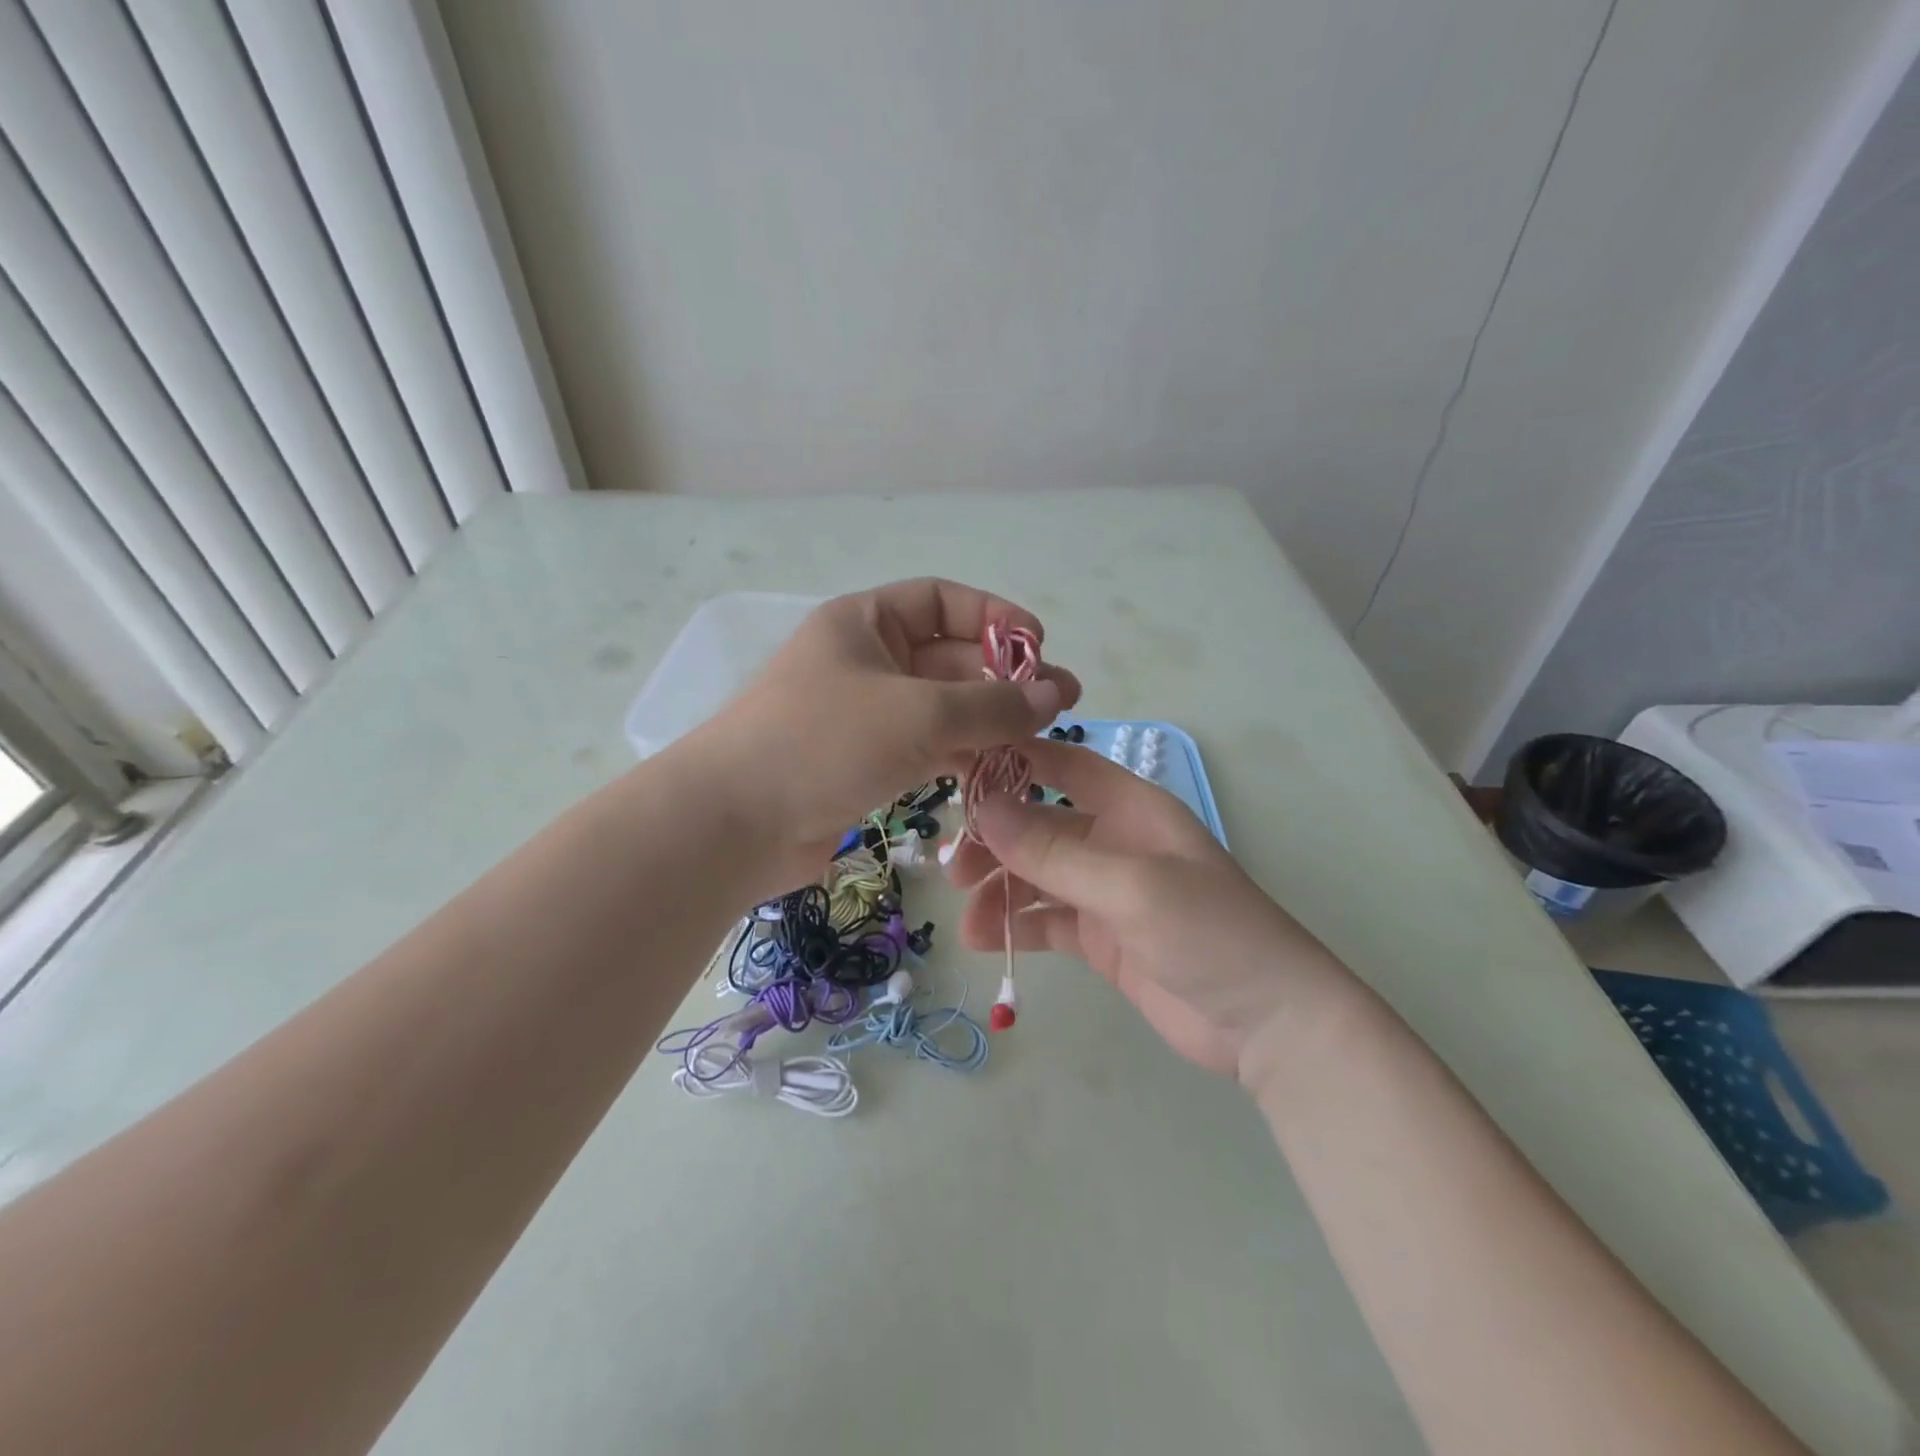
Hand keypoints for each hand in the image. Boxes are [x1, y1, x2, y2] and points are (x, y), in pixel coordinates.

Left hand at [696, 579, 1080, 880]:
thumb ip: (993, 704)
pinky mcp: (864, 763)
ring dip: (989, 722)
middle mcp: (865, 660)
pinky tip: (998, 773)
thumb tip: (1055, 695)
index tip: (1041, 648)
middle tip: (1059, 707)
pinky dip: (961, 756)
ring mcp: (864, 715)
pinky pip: (926, 748)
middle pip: (949, 658)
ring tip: (1039, 744)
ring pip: (942, 708)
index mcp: (866, 622)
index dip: (995, 616)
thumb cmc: (824, 743)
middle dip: (1003, 679)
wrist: (734, 824)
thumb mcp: (919, 715)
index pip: (942, 600)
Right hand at [948, 739, 1350, 1085]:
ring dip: (999, 890)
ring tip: (969, 919)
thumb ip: (1054, 851)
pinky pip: (1047, 920)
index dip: (1014, 761)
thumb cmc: (1210, 932)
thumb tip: (984, 807)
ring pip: (1036, 876)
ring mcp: (1106, 892)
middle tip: (955, 868)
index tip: (958, 771)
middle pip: (1039, 824)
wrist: (1267, 1024)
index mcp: (1131, 808)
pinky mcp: (1101, 938)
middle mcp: (1114, 841)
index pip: (1063, 765)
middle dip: (995, 840)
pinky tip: (986, 940)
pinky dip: (1015, 925)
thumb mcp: (1130, 886)